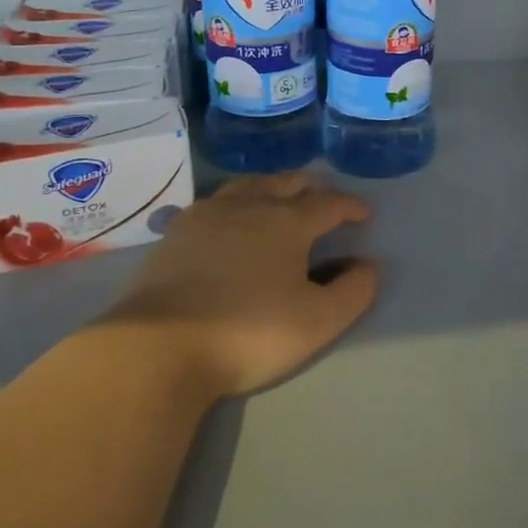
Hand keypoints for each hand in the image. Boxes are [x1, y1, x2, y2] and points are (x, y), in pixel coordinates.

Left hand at [101, 172, 378, 398]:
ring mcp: (207, 215)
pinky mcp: (176, 233)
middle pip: (287, 182)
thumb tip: (368, 265)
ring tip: (280, 197)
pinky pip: (216, 202)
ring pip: (248, 185)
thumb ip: (354, 291)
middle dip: (312, 187)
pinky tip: (231, 219)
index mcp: (287, 222)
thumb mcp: (319, 322)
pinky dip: (237, 202)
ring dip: (272, 186)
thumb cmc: (249, 331)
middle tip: (324, 199)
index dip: (350, 206)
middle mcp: (249, 206)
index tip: (364, 214)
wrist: (159, 344)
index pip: (329, 203)